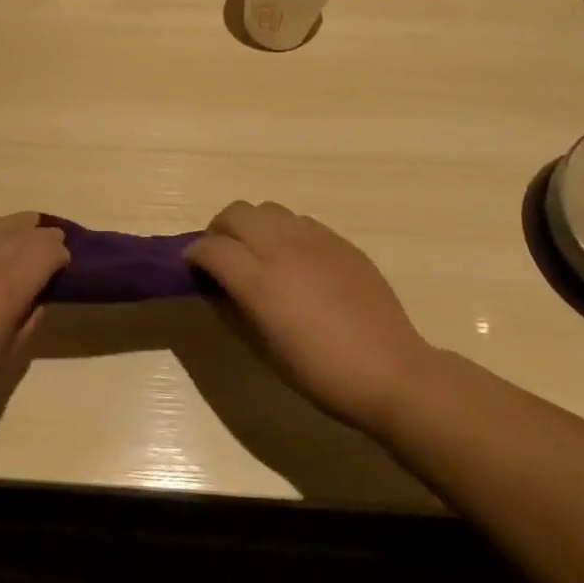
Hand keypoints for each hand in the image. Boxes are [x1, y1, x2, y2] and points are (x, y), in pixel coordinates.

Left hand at [0, 209, 69, 432]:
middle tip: (46, 243)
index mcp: (10, 282)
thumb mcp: (7, 355)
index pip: (47, 250)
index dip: (59, 254)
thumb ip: (27, 319)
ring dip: (9, 225)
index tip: (61, 264)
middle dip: (39, 235)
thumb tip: (36, 297)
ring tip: (18, 228)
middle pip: (21, 231)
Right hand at [185, 200, 435, 430]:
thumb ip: (236, 307)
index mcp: (260, 282)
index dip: (195, 255)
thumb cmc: (321, 373)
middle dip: (220, 229)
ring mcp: (315, 240)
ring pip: (268, 209)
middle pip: (236, 213)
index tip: (192, 266)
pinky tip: (294, 259)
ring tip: (258, 252)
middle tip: (222, 254)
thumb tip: (217, 286)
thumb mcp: (265, 348)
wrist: (391, 372)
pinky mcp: (340, 242)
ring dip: (252, 225)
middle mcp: (283, 249)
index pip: (211, 248)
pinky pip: (300, 221)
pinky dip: (284, 231)